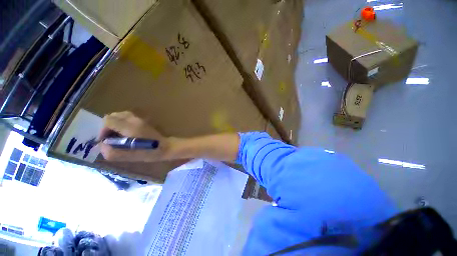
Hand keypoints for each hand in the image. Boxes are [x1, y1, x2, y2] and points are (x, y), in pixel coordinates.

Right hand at [98, 111, 169, 161]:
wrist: (166, 147)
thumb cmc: (149, 152)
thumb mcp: (130, 156)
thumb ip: (112, 152)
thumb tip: (101, 145)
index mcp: (130, 127)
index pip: (108, 120)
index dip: (103, 130)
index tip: (105, 141)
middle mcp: (134, 119)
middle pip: (113, 116)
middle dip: (107, 126)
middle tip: (111, 138)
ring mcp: (140, 118)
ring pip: (120, 115)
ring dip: (115, 124)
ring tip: (118, 136)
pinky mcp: (143, 120)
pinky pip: (127, 117)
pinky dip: (122, 123)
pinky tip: (126, 133)